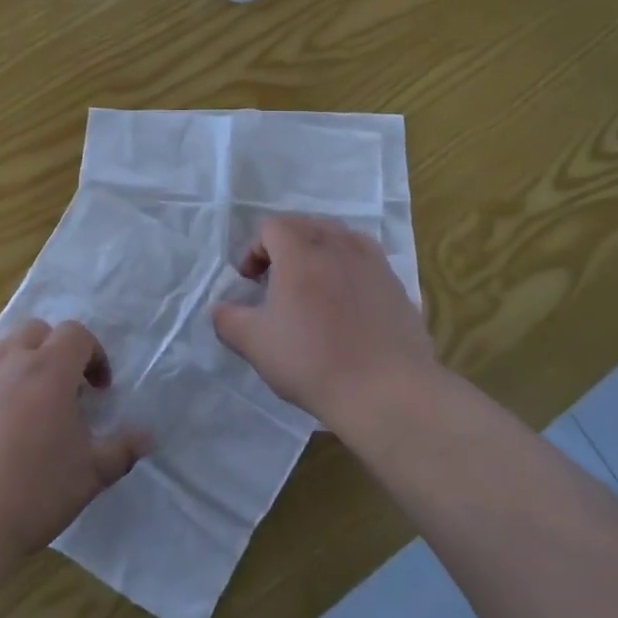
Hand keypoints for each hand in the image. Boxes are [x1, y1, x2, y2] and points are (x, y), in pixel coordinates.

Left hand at [0, 320, 149, 584]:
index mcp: (47, 370)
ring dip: (18, 368)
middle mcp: (5, 362)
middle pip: (35, 332)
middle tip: (62, 393)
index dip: (94, 355)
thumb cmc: (31, 495)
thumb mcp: (89, 475)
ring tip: (25, 411)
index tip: (98, 390)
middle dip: (54, 352)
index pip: (75, 333)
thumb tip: (149, 436)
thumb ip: (122, 449)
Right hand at [212, 215, 436, 426]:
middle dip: (285, 247)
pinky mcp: (396, 284)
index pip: (272, 227)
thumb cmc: (312, 361)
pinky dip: (348, 270)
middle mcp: (338, 244)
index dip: (254, 249)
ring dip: (319, 254)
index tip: (250, 282)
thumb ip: (228, 319)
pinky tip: (346, 305)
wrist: (386, 391)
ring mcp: (373, 261)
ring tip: (313, 289)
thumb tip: (222, 309)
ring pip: (339, 239)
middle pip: (306, 226)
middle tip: (277, 282)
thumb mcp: (254, 343)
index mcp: (300, 250)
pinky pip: (365, 261)